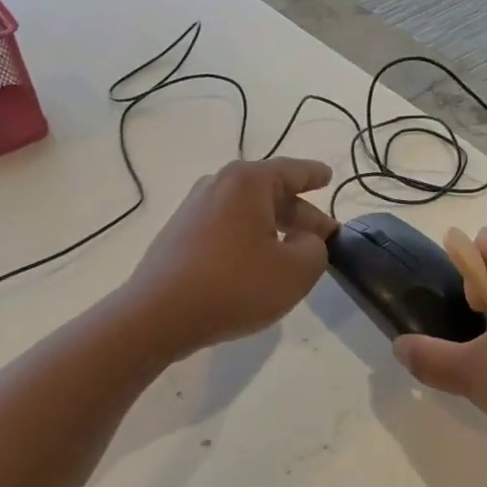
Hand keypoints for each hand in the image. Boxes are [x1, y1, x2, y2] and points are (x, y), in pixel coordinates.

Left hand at [122, 158, 336, 357]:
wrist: (158, 316)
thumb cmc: (235, 286)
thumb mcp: (296, 271)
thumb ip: (316, 248)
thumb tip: (305, 239)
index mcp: (248, 182)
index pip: (292, 170)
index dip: (314, 175)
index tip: (328, 176)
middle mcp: (218, 185)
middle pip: (270, 191)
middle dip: (300, 213)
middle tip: (324, 235)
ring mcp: (194, 208)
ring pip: (247, 211)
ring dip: (274, 227)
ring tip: (293, 252)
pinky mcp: (179, 234)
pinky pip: (226, 226)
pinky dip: (249, 237)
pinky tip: (256, 264)